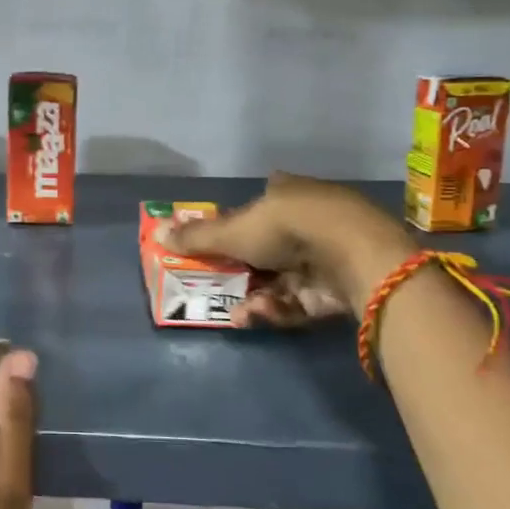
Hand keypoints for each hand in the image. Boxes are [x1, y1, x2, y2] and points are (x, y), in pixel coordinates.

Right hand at [158, 173, 415, 324]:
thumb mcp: (233, 231)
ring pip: (283, 279)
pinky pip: (302, 300)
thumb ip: (196, 238)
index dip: (239, 223)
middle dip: (241, 273)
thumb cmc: (287, 227)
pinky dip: (279, 309)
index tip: (218, 247)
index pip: (262, 201)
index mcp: (288, 192)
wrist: (354, 254)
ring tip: (240, 313)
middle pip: (269, 247)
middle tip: (219, 289)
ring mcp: (329, 253)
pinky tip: (260, 316)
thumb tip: (155, 234)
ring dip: (257, 297)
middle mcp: (311, 218)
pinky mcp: (342, 286)